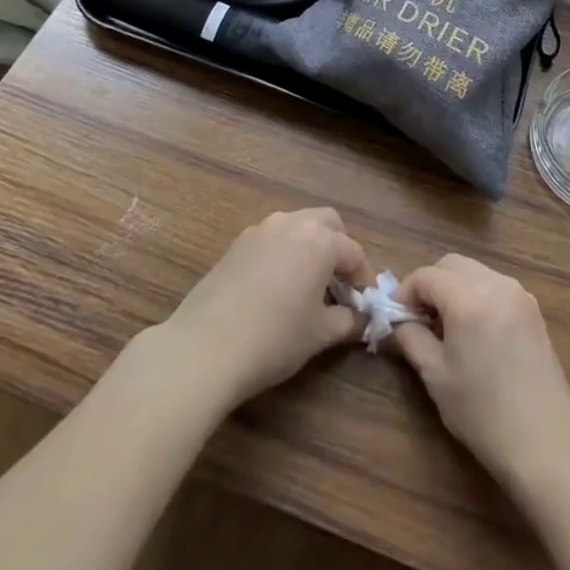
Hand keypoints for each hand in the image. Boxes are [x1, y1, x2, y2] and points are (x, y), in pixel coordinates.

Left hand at [160, 208, 371, 410]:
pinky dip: (283, 253)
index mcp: (320, 240)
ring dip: (309, 247)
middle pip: (327, 222)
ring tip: (308, 285)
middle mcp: (292, 223)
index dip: (363, 277)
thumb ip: (348, 321)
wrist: (205, 347)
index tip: (364, 303)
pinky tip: (276, 287)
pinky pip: (272, 238)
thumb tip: (360, 318)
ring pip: (297, 226)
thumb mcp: (320, 335)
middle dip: (338, 248)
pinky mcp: (236, 244)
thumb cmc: (275, 338)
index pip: (353, 252)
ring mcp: (260, 230)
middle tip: (338, 284)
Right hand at [388, 255, 569, 489]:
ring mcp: (519, 294)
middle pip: (452, 264)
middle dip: (430, 283)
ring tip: (445, 325)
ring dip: (454, 287)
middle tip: (418, 317)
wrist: (546, 442)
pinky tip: (474, 330)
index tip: (397, 316)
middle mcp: (496, 285)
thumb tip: (399, 319)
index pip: (427, 275)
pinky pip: (495, 285)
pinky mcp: (533, 309)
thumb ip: (412, 337)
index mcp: (469, 299)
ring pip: (475, 271)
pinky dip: (477, 294)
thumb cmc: (483, 413)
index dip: (406, 291)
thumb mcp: (436, 376)